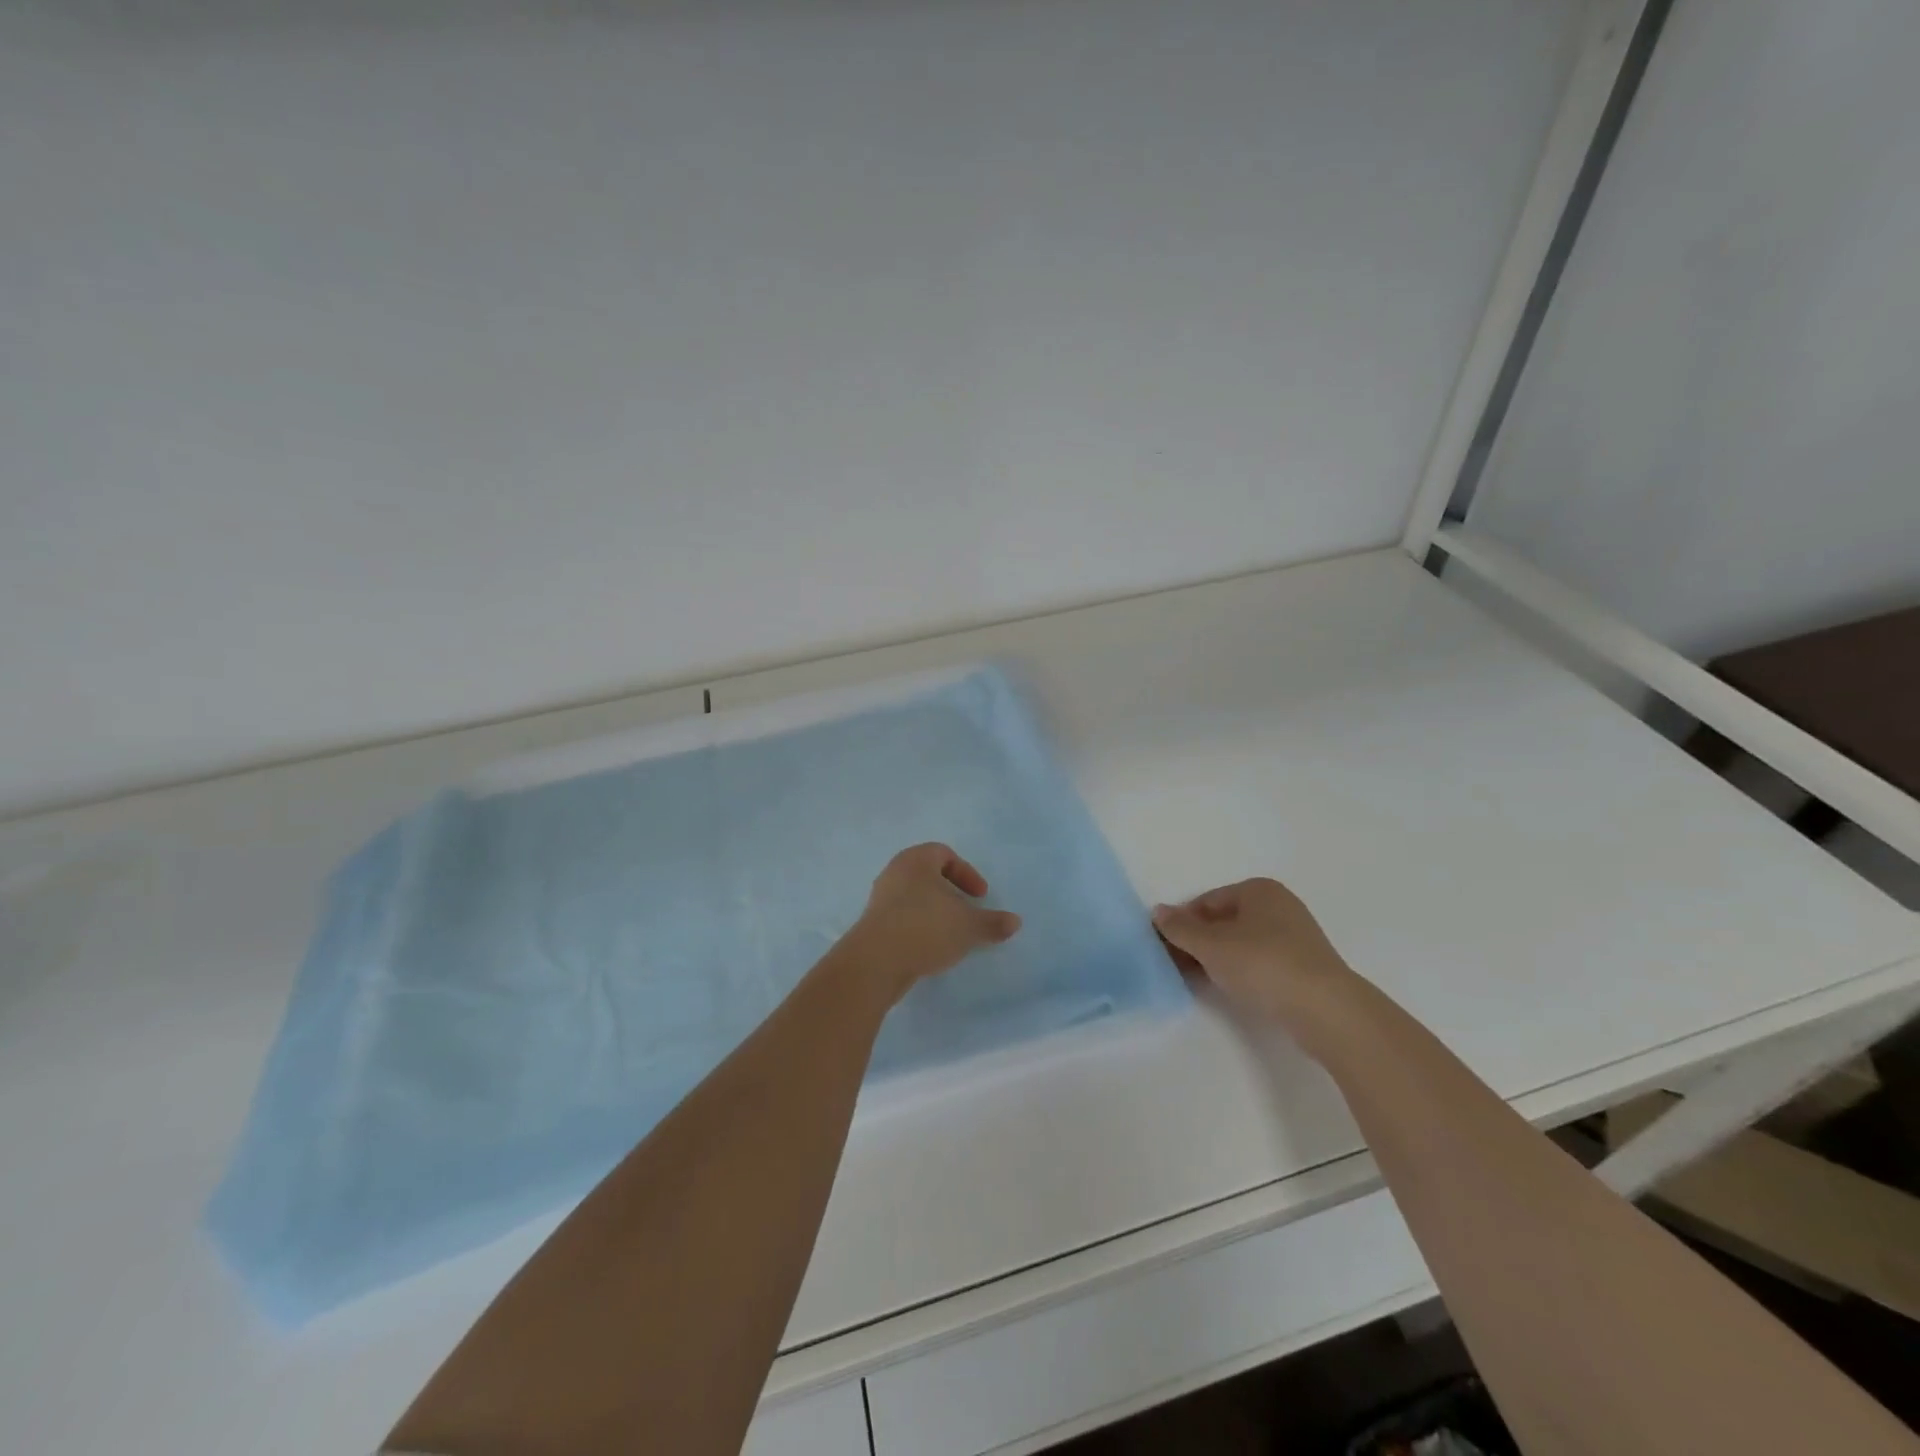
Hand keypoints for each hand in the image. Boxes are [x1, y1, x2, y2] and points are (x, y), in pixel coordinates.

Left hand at [842, 844, 1021, 997]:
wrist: (876, 962)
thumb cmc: (925, 928)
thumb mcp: (968, 926)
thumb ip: (992, 922)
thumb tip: (1015, 922)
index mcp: (915, 860)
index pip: (944, 853)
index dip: (966, 873)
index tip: (980, 896)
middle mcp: (894, 873)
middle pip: (928, 875)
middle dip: (951, 893)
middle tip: (966, 912)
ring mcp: (880, 899)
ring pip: (914, 897)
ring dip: (935, 912)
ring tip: (951, 934)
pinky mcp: (872, 924)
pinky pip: (902, 917)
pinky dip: (919, 927)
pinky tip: (931, 948)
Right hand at [1152, 878, 1358, 1033]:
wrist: (1326, 1010)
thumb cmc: (1263, 964)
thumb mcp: (1211, 945)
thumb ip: (1180, 928)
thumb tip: (1158, 912)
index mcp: (1258, 889)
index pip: (1206, 901)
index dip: (1182, 922)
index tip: (1165, 947)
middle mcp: (1279, 905)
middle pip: (1225, 921)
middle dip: (1199, 941)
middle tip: (1176, 964)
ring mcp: (1295, 937)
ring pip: (1242, 943)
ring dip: (1218, 958)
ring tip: (1198, 980)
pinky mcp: (1304, 967)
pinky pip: (1261, 962)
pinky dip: (1241, 971)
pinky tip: (1230, 989)